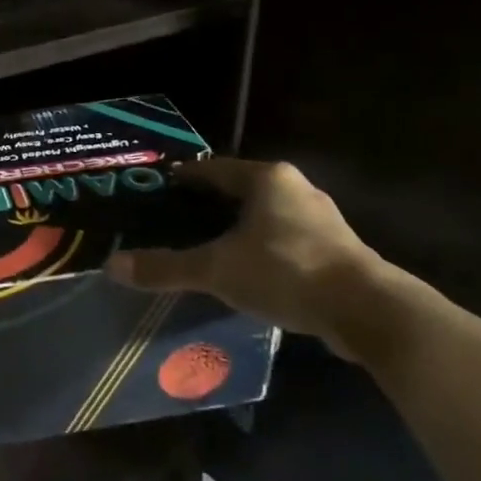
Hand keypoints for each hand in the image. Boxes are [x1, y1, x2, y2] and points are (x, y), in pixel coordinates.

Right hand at [105, 159, 385, 361]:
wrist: (367, 311)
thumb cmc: (286, 271)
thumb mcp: (217, 269)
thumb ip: (167, 267)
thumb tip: (112, 266)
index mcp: (267, 179)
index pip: (214, 170)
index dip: (185, 178)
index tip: (160, 187)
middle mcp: (296, 190)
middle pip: (241, 191)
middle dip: (210, 205)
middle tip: (176, 221)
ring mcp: (321, 220)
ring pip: (265, 218)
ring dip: (239, 230)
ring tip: (208, 247)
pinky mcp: (336, 250)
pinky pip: (285, 241)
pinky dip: (262, 251)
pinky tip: (247, 272)